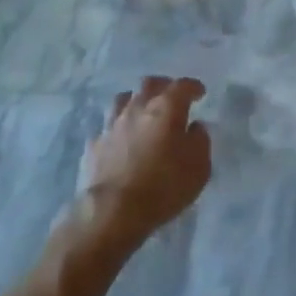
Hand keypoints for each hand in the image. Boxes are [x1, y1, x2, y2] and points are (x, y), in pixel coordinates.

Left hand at [72, 76, 211, 253]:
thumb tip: (195, 127)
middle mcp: (138, 107)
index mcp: (167, 107)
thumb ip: (200, 141)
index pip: (182, 86)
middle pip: (150, 84)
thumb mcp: (199, 168)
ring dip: (136, 101)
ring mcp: (113, 123)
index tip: (199, 92)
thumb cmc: (163, 187)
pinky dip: (118, 128)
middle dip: (163, 86)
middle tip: (171, 96)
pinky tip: (121, 138)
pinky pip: (108, 126)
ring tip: (142, 111)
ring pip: (124, 99)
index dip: (193, 87)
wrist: (113, 211)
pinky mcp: (95, 143)